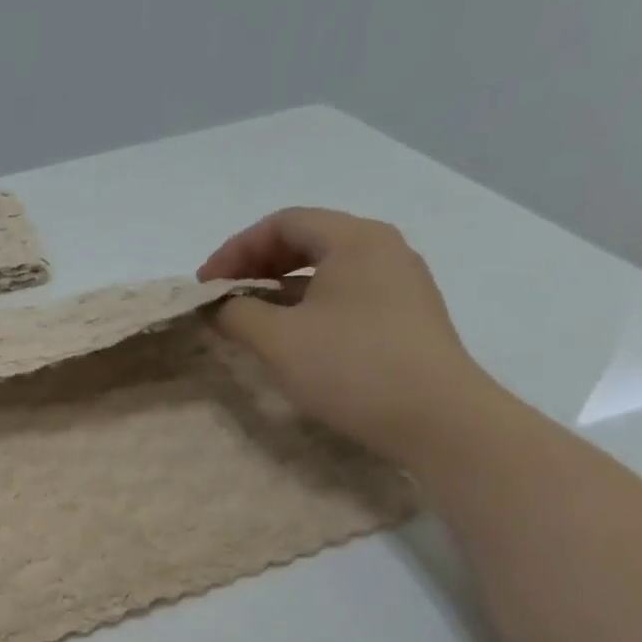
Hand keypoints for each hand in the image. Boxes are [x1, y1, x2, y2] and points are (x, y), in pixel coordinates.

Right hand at [199, 208, 498, 463]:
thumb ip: (235, 313)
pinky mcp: (405, 316)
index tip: (205, 284)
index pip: (283, 223)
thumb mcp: (276, 339)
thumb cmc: (350, 367)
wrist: (436, 419)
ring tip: (249, 317)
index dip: (235, 249)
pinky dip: (307, 305)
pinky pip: (345, 294)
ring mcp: (400, 283)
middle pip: (307, 240)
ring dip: (279, 287)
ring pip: (326, 270)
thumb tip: (218, 305)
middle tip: (223, 297)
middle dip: (256, 265)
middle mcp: (383, 249)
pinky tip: (290, 335)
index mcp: (355, 240)